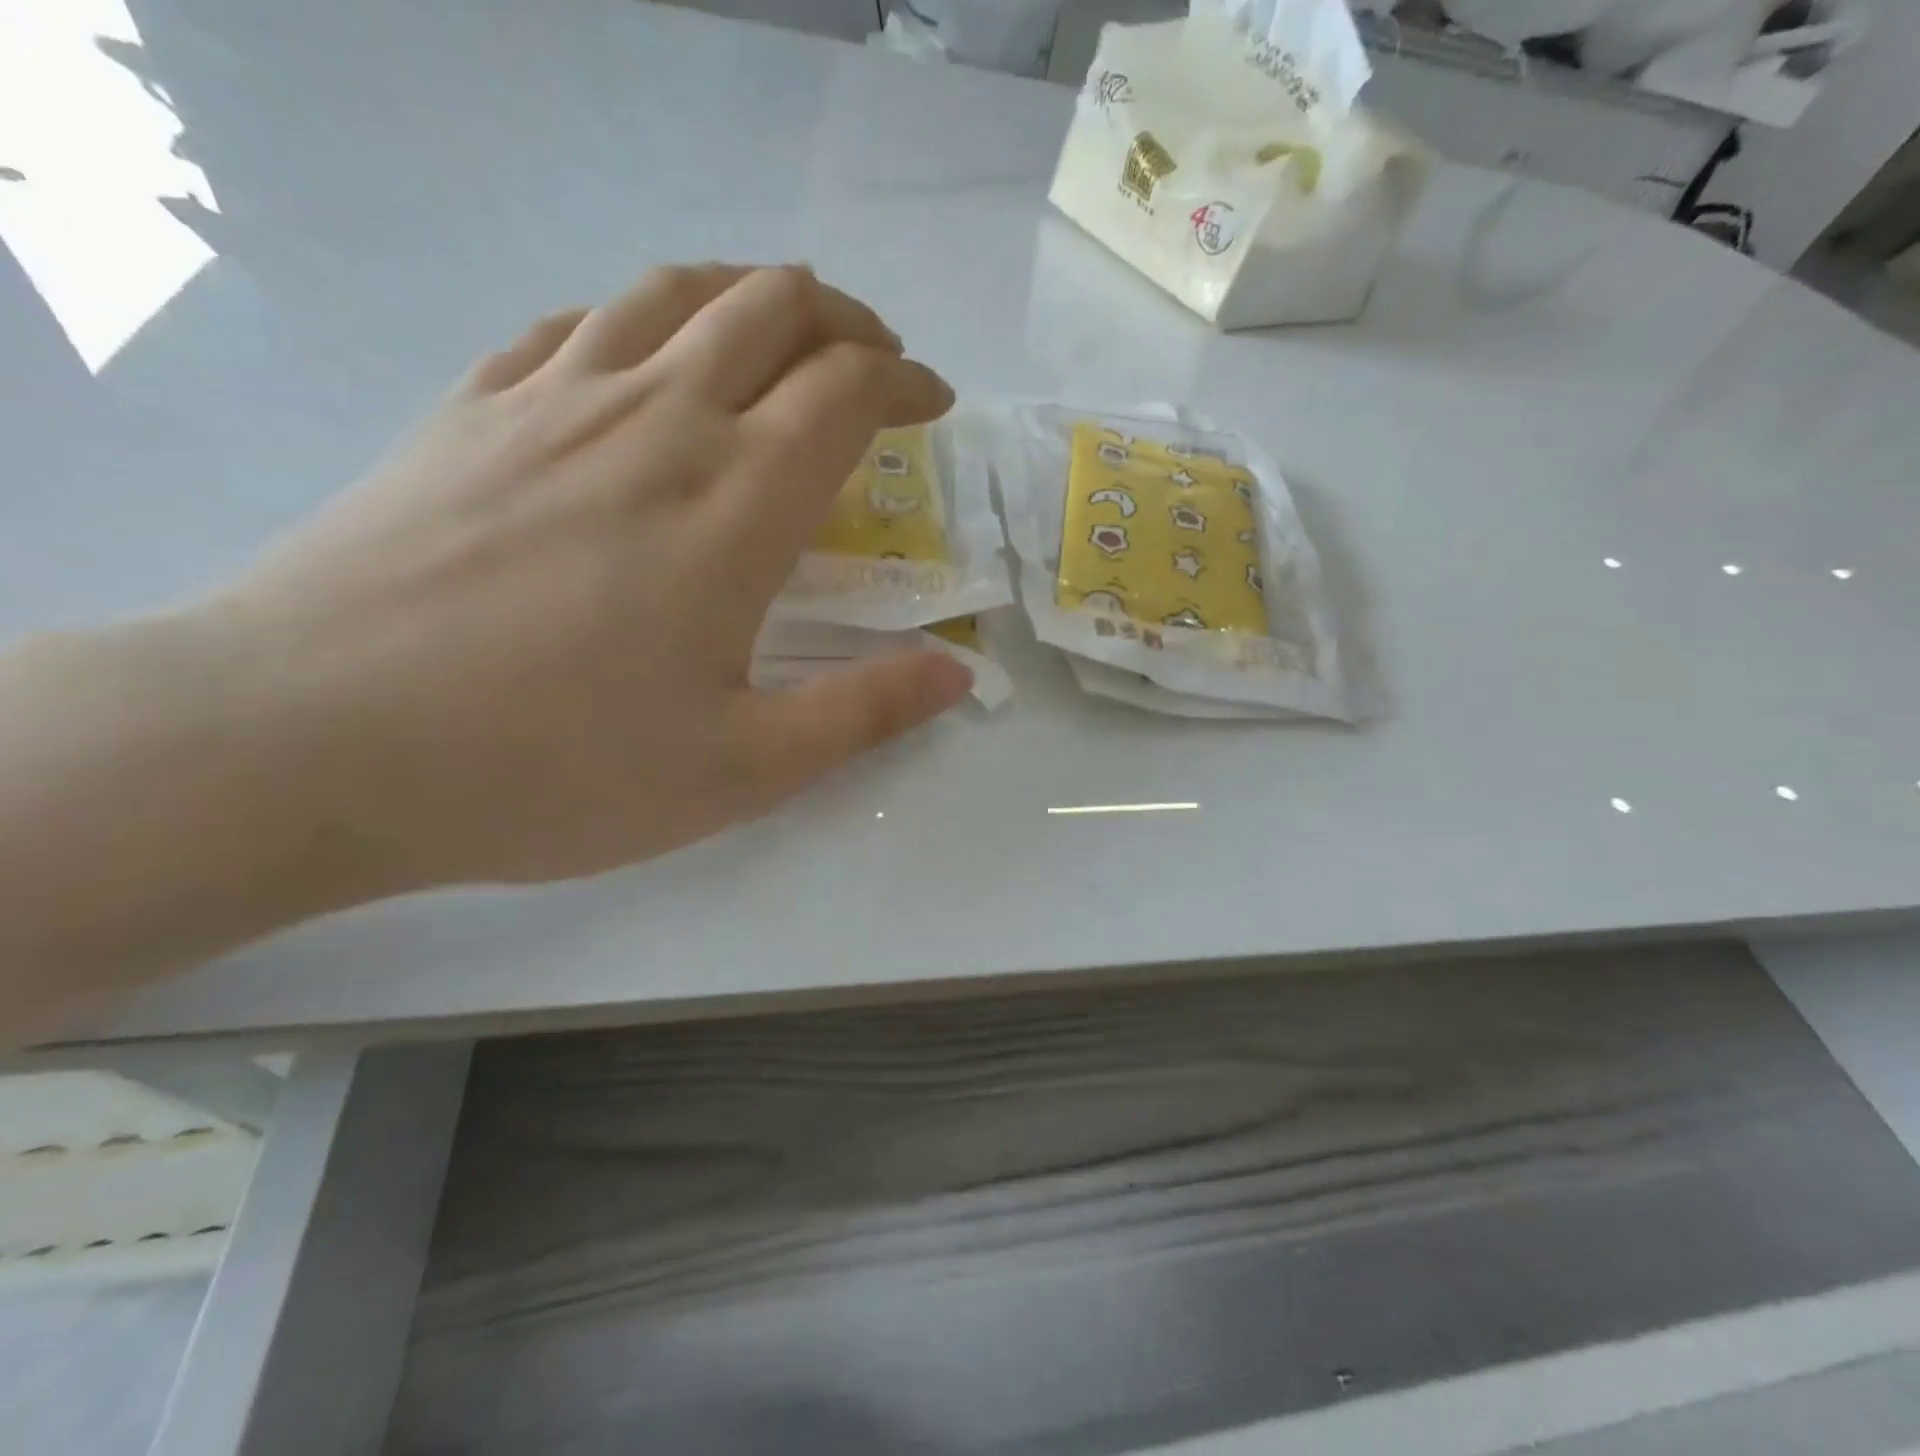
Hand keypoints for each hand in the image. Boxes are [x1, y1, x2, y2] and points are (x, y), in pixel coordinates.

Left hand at [211, 263, 969, 891]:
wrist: (307, 744)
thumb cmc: (551, 768)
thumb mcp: (741, 769)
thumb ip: (863, 714)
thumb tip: (957, 676)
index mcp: (735, 503)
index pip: (847, 389)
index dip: (905, 382)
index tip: (932, 406)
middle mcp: (657, 419)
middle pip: (773, 307)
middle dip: (846, 323)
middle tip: (875, 366)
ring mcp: (553, 398)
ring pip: (678, 289)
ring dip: (753, 297)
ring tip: (783, 339)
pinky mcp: (473, 408)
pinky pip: (580, 322)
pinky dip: (646, 320)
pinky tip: (650, 361)